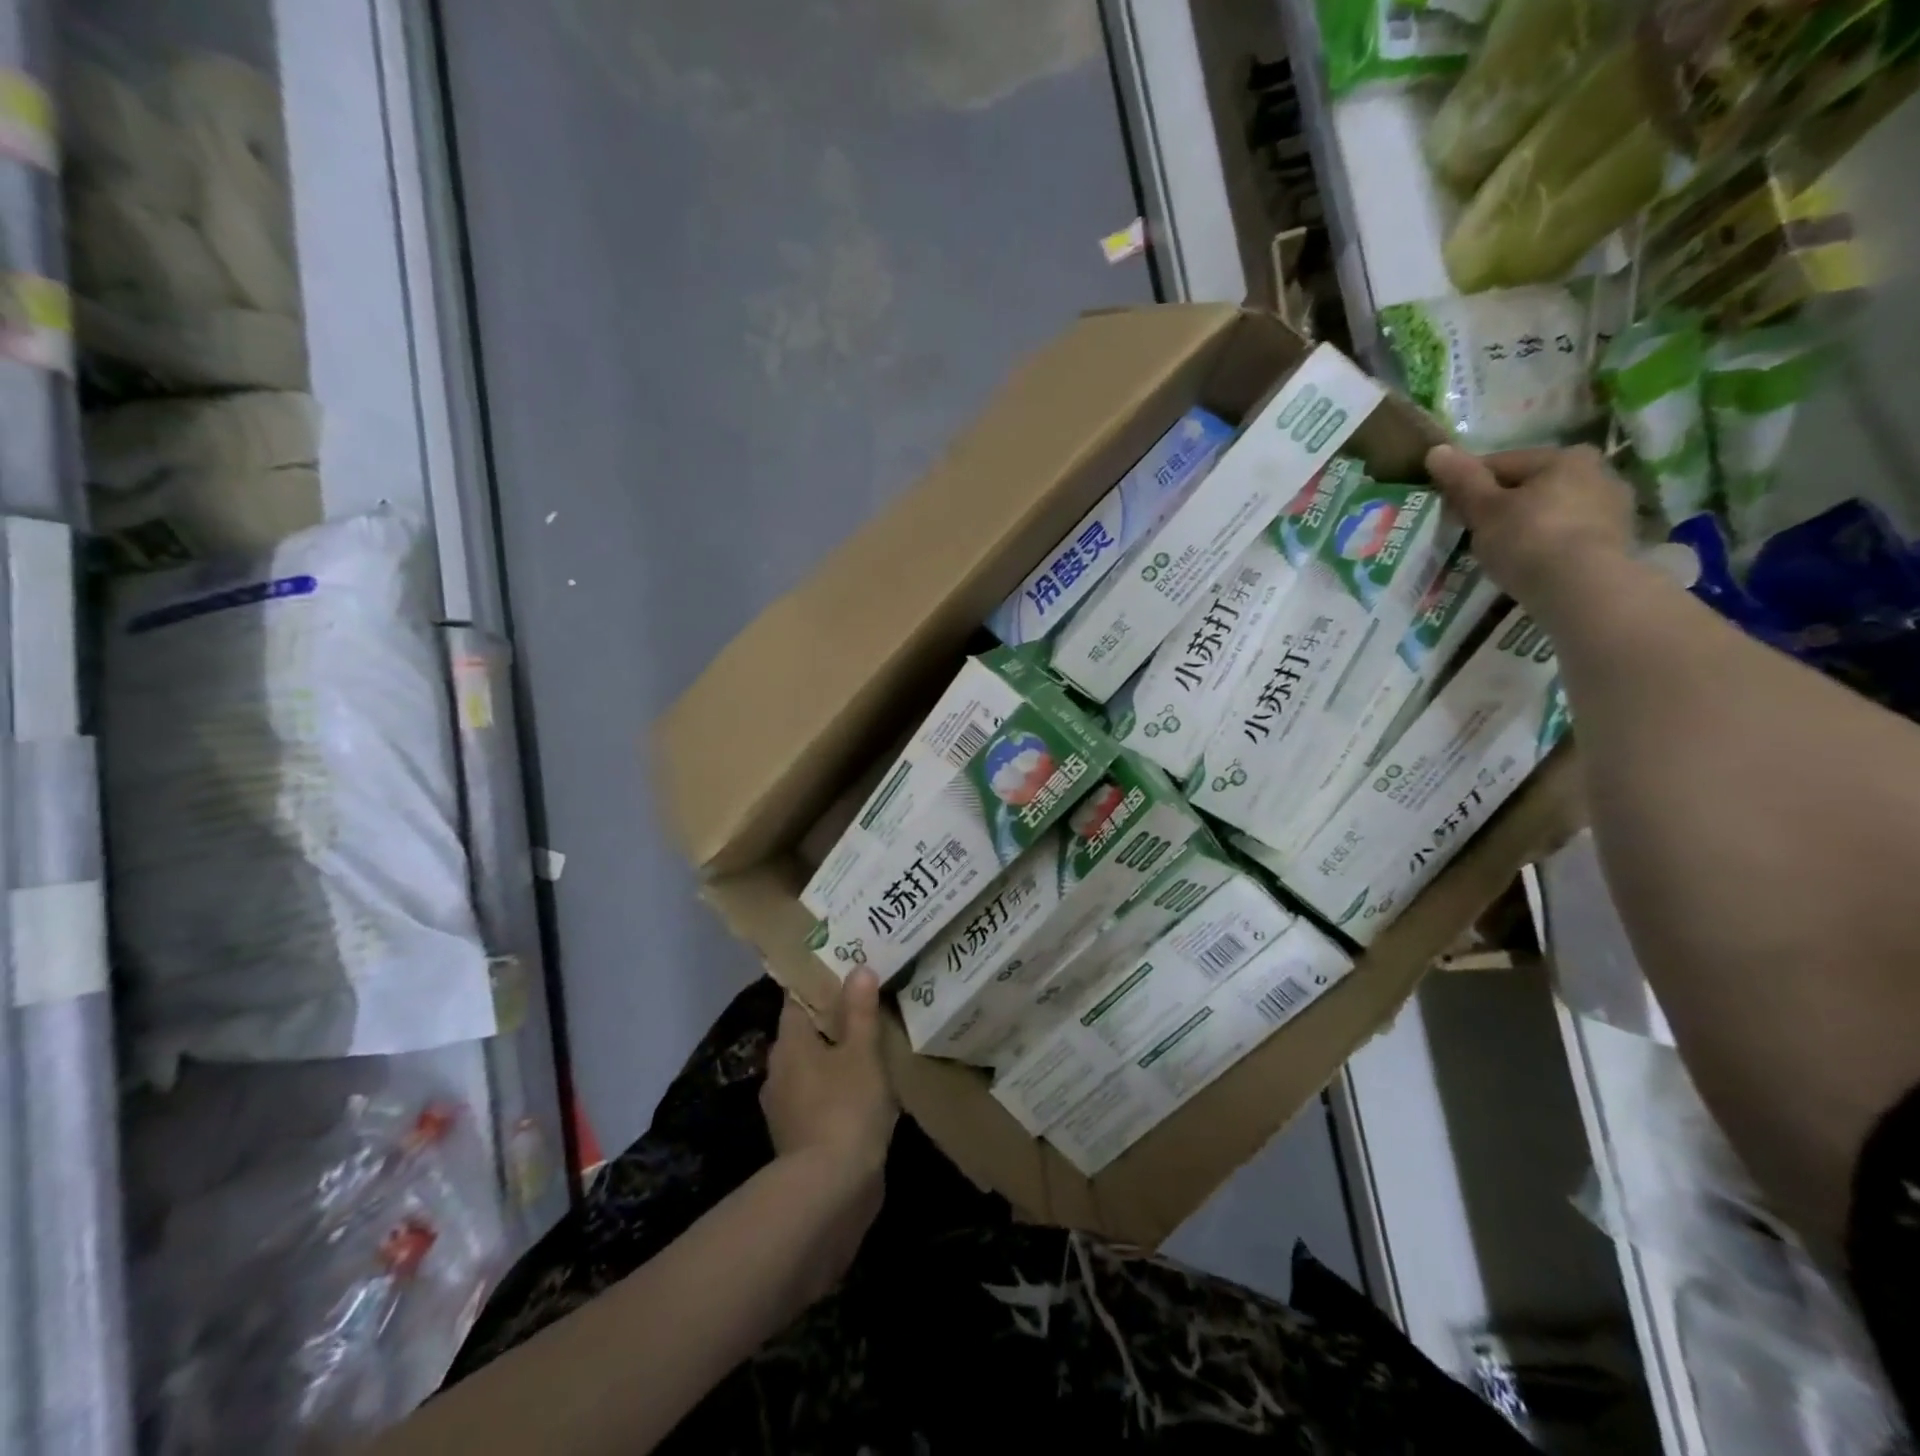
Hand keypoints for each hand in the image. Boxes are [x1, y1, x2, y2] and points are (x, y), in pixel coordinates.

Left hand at [761, 970, 896, 1184]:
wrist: (829, 1192)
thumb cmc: (845, 1108)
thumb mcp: (861, 1053)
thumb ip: (860, 1011)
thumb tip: (858, 969)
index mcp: (789, 1044)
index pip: (797, 1000)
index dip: (819, 983)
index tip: (844, 969)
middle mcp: (779, 1071)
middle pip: (804, 1034)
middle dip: (832, 1021)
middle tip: (866, 1004)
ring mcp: (786, 1108)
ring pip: (812, 1068)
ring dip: (836, 1058)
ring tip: (872, 1045)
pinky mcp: (799, 1138)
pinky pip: (819, 1099)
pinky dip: (838, 1090)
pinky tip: (866, 1091)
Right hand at [1426, 444, 1635, 618]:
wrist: (1584, 587)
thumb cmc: (1528, 539)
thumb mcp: (1484, 509)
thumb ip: (1462, 480)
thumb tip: (1436, 450)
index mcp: (1563, 457)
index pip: (1501, 463)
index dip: (1468, 485)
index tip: (1448, 509)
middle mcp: (1597, 471)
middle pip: (1530, 485)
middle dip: (1501, 505)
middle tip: (1472, 532)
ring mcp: (1613, 506)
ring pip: (1551, 510)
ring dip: (1526, 524)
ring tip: (1500, 551)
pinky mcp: (1617, 539)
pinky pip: (1568, 534)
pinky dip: (1547, 543)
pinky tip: (1529, 562)